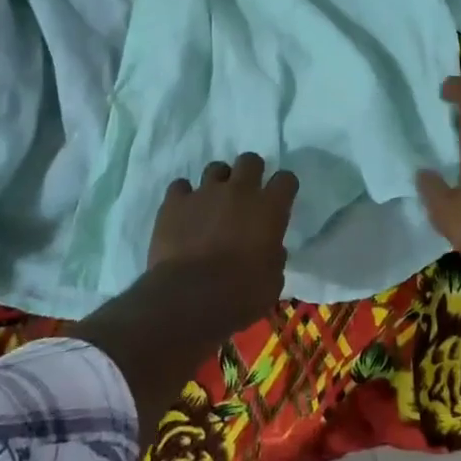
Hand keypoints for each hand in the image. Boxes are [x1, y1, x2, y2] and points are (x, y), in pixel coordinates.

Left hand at [148, 153, 297, 324]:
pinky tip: (184, 213)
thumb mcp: (272, 282)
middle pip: (250, 160)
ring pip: (215, 168)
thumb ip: (274, 257)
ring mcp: (205, 192)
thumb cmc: (240, 294)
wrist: (189, 299)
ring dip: (218, 183)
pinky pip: (180, 187)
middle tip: (245, 194)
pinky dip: (184, 197)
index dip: (284, 187)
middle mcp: (239, 191)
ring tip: (213, 203)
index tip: (280, 198)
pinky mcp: (175, 202)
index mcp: (269, 208)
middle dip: (250, 172)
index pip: (286, 179)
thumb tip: (272, 250)